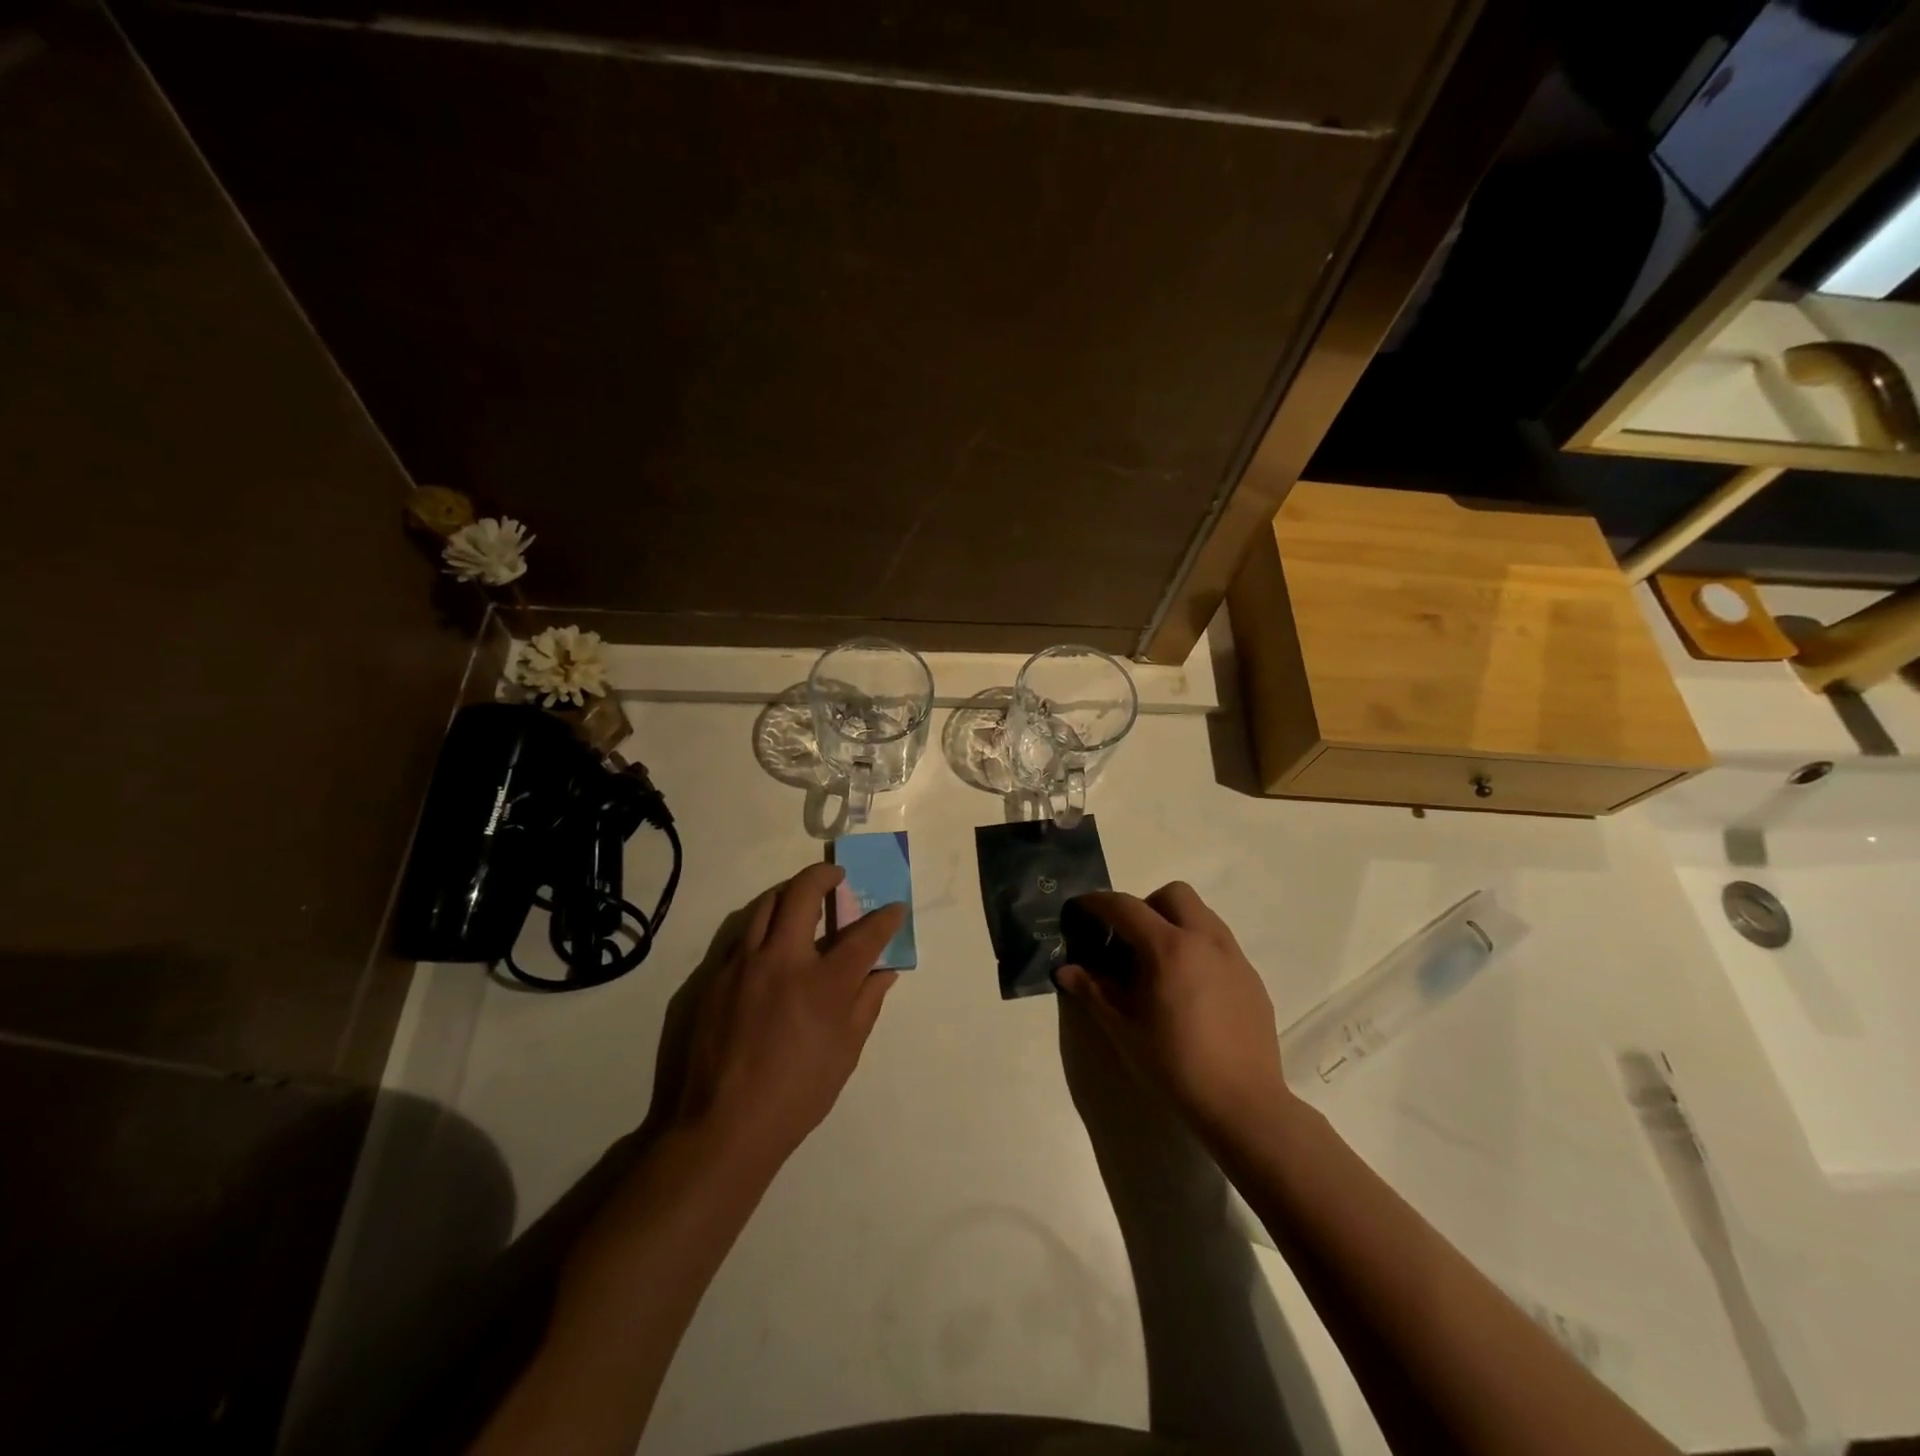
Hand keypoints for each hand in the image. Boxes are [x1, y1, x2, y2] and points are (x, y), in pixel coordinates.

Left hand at [673, 863, 905, 1173]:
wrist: (724, 1124)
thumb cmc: (797, 1093)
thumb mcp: (846, 1052)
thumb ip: (867, 1003)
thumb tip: (884, 971)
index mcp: (823, 984)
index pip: (863, 935)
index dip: (885, 918)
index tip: (895, 907)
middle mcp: (783, 960)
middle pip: (803, 894)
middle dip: (824, 875)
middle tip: (836, 875)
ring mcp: (744, 964)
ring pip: (765, 905)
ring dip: (789, 893)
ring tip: (802, 898)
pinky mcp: (716, 977)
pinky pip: (743, 935)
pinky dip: (763, 926)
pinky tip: (771, 944)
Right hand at [1057, 882, 1290, 1142]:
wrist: (1243, 1104)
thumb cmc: (1175, 1066)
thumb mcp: (1124, 1029)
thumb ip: (1094, 991)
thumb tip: (1066, 970)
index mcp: (1169, 949)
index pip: (1126, 907)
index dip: (1098, 903)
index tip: (1081, 908)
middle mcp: (1205, 940)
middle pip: (1173, 894)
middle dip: (1146, 905)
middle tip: (1130, 939)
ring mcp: (1233, 957)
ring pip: (1201, 914)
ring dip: (1175, 922)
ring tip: (1159, 963)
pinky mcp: (1251, 977)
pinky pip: (1220, 942)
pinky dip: (1198, 947)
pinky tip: (1189, 988)